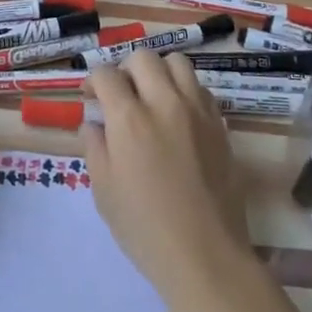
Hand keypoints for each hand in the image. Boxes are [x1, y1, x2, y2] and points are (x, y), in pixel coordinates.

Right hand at [83, 52, 254, 303]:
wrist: (205, 254)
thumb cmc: (145, 228)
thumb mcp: (104, 191)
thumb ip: (95, 147)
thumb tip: (93, 123)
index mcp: (129, 118)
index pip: (106, 74)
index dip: (94, 81)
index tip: (92, 98)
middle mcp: (164, 102)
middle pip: (142, 57)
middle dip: (125, 70)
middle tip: (121, 95)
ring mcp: (197, 110)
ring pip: (176, 63)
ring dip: (158, 72)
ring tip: (152, 97)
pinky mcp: (219, 124)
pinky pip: (200, 88)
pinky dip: (184, 91)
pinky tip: (178, 117)